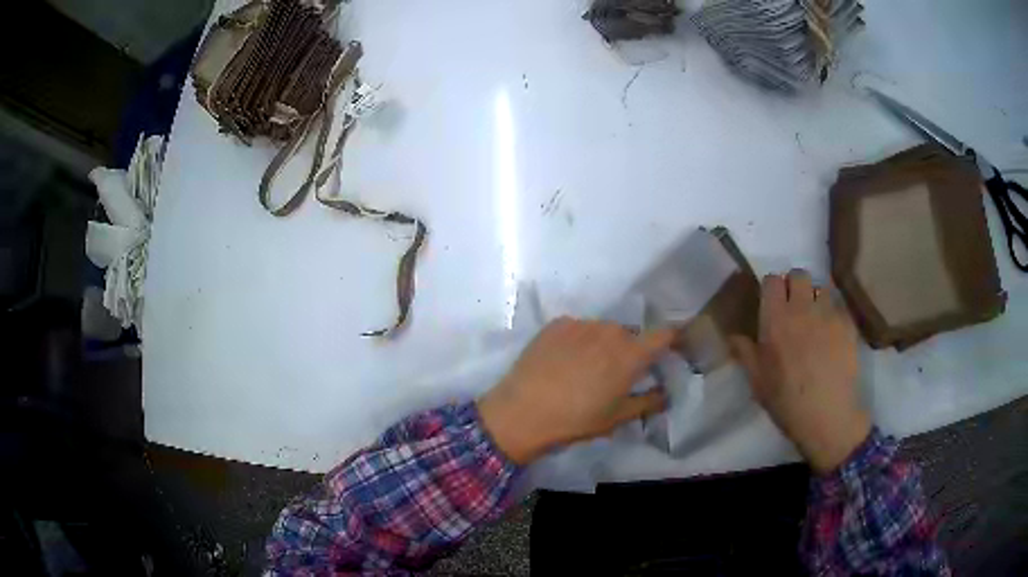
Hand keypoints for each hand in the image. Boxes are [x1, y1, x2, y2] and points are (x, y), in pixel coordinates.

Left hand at [478, 318, 674, 464]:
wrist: (521, 412)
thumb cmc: (575, 420)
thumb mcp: (616, 418)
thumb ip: (647, 402)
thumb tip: (665, 394)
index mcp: (631, 354)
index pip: (664, 334)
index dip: (671, 339)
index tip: (669, 349)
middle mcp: (610, 331)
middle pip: (630, 334)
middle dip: (630, 349)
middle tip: (617, 373)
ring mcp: (582, 324)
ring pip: (603, 330)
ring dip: (603, 344)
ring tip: (586, 368)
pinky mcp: (557, 324)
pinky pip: (578, 328)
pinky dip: (579, 340)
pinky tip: (563, 361)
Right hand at [730, 270, 869, 473]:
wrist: (827, 416)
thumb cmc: (786, 401)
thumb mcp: (758, 382)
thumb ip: (745, 353)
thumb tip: (733, 335)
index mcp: (775, 320)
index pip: (772, 280)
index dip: (771, 289)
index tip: (771, 303)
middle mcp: (802, 308)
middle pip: (799, 275)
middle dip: (795, 286)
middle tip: (794, 308)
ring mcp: (828, 314)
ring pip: (821, 288)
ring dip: (816, 298)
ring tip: (816, 320)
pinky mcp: (847, 324)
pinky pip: (839, 306)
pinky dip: (833, 314)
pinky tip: (833, 335)